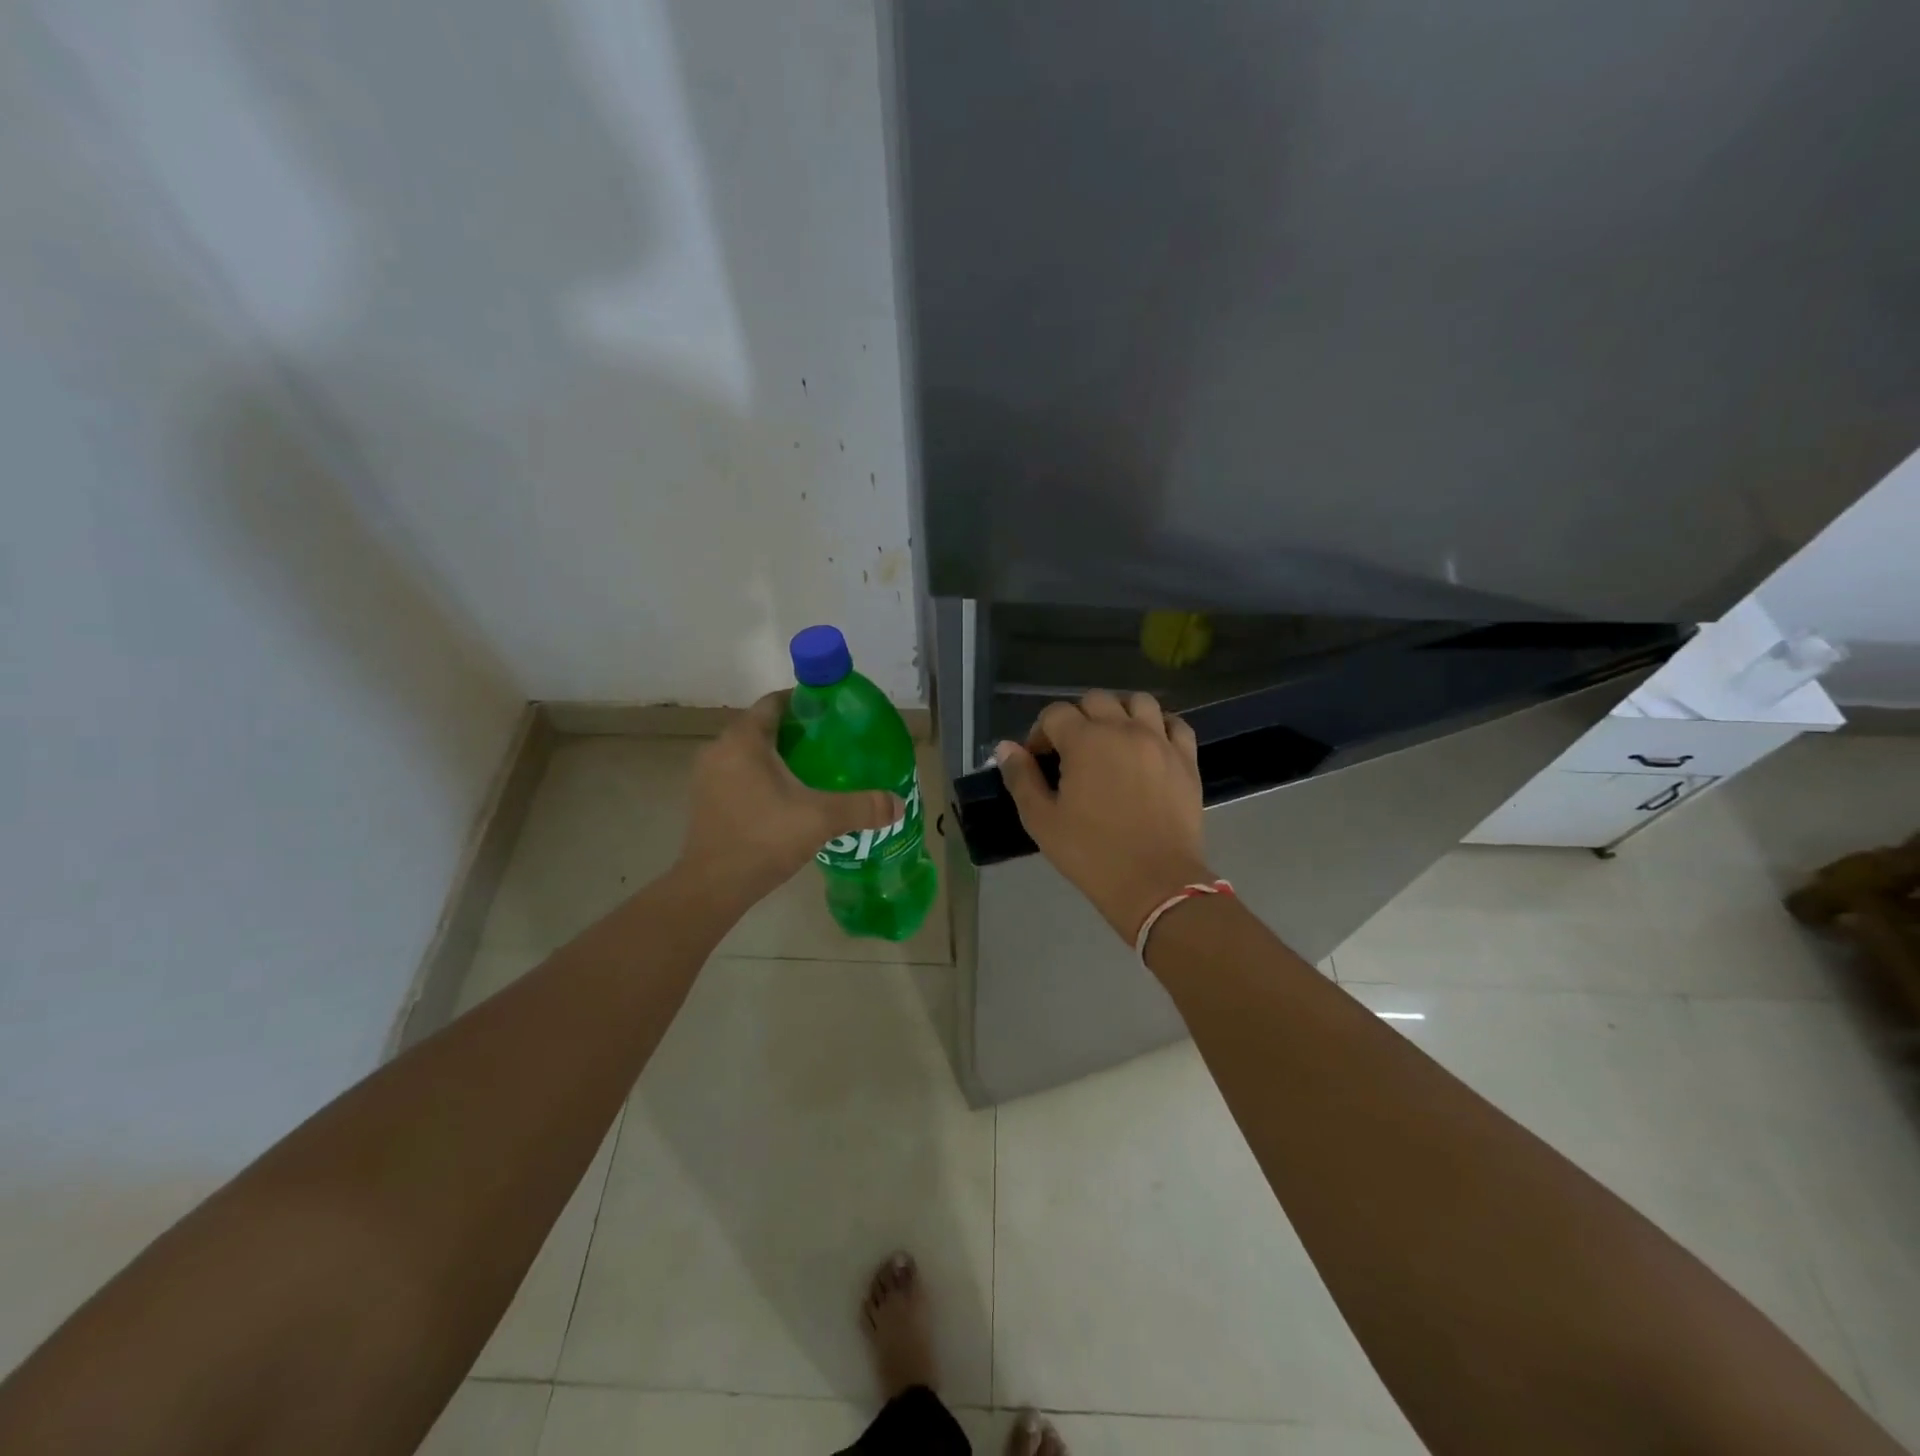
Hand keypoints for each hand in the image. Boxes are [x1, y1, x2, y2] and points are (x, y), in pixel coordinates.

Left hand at [676, 692, 901, 908]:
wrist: (712, 887)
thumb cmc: (764, 838)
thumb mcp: (821, 818)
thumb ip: (863, 807)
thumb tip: (898, 804)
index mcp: (744, 740)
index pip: (775, 702)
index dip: (805, 702)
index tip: (833, 713)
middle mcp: (719, 748)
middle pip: (763, 726)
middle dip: (797, 732)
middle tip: (832, 744)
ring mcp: (707, 776)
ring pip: (750, 752)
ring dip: (779, 756)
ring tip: (815, 770)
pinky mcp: (705, 800)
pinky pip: (739, 774)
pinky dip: (762, 777)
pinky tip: (788, 797)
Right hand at [994, 690, 1210, 941]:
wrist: (1155, 883)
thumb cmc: (1091, 853)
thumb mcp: (1042, 820)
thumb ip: (1021, 778)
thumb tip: (1006, 747)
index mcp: (1085, 741)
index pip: (1054, 714)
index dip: (1040, 734)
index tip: (1038, 761)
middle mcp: (1123, 729)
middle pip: (1096, 700)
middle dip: (1077, 719)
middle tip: (1072, 752)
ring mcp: (1160, 741)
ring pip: (1138, 702)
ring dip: (1119, 713)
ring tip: (1112, 741)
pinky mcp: (1186, 759)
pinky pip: (1175, 724)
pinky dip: (1159, 726)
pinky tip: (1148, 746)